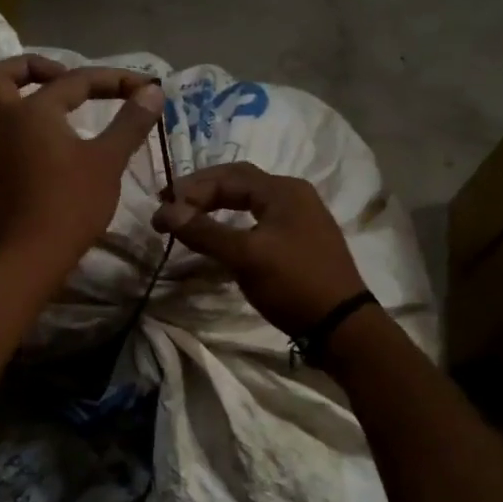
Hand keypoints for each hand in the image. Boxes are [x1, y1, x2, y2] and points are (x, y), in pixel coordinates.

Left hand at [0, 55, 165, 276]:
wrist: (36, 252)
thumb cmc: (74, 201)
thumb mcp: (109, 159)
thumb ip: (130, 122)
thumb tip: (152, 92)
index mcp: (34, 111)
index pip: (77, 80)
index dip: (114, 80)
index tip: (145, 88)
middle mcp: (4, 124)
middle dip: (27, 69)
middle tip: (58, 78)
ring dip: (2, 107)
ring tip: (33, 113)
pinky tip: (16, 158)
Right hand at [151, 161, 366, 335]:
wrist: (341, 325)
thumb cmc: (294, 283)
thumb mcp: (245, 257)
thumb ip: (205, 231)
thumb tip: (166, 212)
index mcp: (283, 190)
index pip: (227, 176)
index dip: (190, 190)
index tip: (161, 211)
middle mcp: (294, 195)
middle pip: (239, 182)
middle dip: (202, 192)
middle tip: (170, 206)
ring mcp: (300, 218)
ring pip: (249, 201)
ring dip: (217, 206)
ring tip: (189, 218)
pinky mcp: (300, 240)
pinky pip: (259, 220)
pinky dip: (233, 222)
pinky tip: (220, 236)